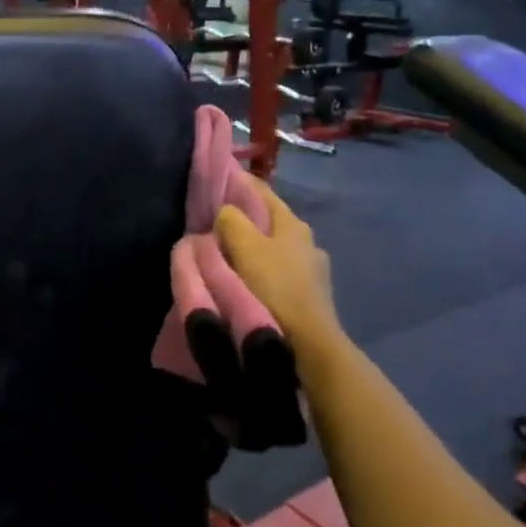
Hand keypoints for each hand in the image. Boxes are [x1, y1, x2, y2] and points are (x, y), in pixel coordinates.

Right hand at [213, 175, 345, 359]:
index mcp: (293, 223)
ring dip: (252, 247)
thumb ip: (231, 220)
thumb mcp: (245, 247)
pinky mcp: (309, 295)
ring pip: (273, 247)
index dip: (237, 182)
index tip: (214, 181)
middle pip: (268, 220)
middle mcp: (307, 241)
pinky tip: (246, 280)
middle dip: (243, 218)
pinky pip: (278, 271)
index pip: (261, 191)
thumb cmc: (274, 288)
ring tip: (226, 254)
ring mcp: (312, 270)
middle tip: (213, 222)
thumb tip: (225, 211)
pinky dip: (260, 269)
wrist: (308, 345)